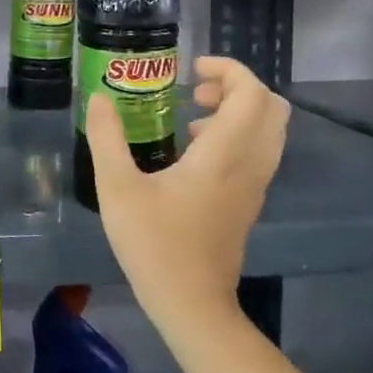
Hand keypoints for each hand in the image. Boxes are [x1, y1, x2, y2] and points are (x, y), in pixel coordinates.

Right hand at [87, 55, 288, 320]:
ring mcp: (254, 186)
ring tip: (190, 118)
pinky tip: (192, 152)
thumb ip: (107, 138)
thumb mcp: (117, 188)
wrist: (191, 303)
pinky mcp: (248, 203)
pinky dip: (236, 135)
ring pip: (269, 132)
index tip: (191, 69)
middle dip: (237, 87)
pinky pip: (258, 152)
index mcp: (223, 155)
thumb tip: (100, 98)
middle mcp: (249, 165)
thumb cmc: (153, 243)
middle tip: (195, 90)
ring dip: (238, 111)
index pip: (252, 94)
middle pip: (272, 108)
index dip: (229, 69)